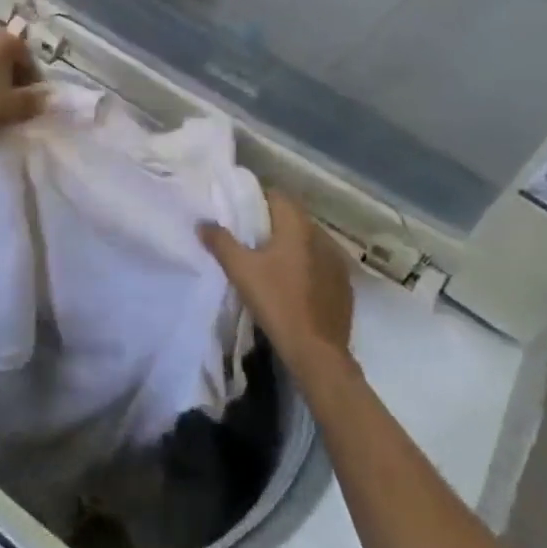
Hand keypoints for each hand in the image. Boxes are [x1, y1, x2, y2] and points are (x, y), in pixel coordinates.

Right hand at [200, 192, 355, 378]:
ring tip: (271, 261)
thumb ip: (220, 242)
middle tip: (249, 237)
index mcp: (298, 227)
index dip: (258, 199)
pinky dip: (307, 265)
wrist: (317, 351)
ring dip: (292, 245)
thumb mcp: (241, 271)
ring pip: (309, 241)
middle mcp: (322, 237)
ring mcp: (337, 262)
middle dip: (273, 223)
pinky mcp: (344, 285)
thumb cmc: (276, 302)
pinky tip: (294, 284)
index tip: (241, 212)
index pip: (278, 196)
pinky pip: (322, 263)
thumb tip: (202, 223)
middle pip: (294, 218)